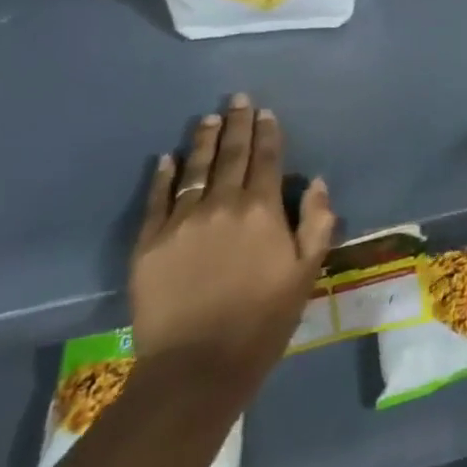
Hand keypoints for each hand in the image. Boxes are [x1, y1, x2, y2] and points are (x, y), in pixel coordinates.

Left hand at [130, 93, 335, 397]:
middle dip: (237, 124)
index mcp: (262, 210)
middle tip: (237, 99)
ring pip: (194, 170)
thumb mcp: (306, 273)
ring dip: (203, 141)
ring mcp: (181, 222)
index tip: (266, 112)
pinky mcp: (149, 243)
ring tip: (208, 118)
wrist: (196, 367)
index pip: (267, 159)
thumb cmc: (262, 319)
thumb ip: (317, 223)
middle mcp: (222, 205)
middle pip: (231, 155)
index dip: (267, 133)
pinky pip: (157, 200)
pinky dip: (163, 177)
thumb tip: (317, 183)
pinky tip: (166, 159)